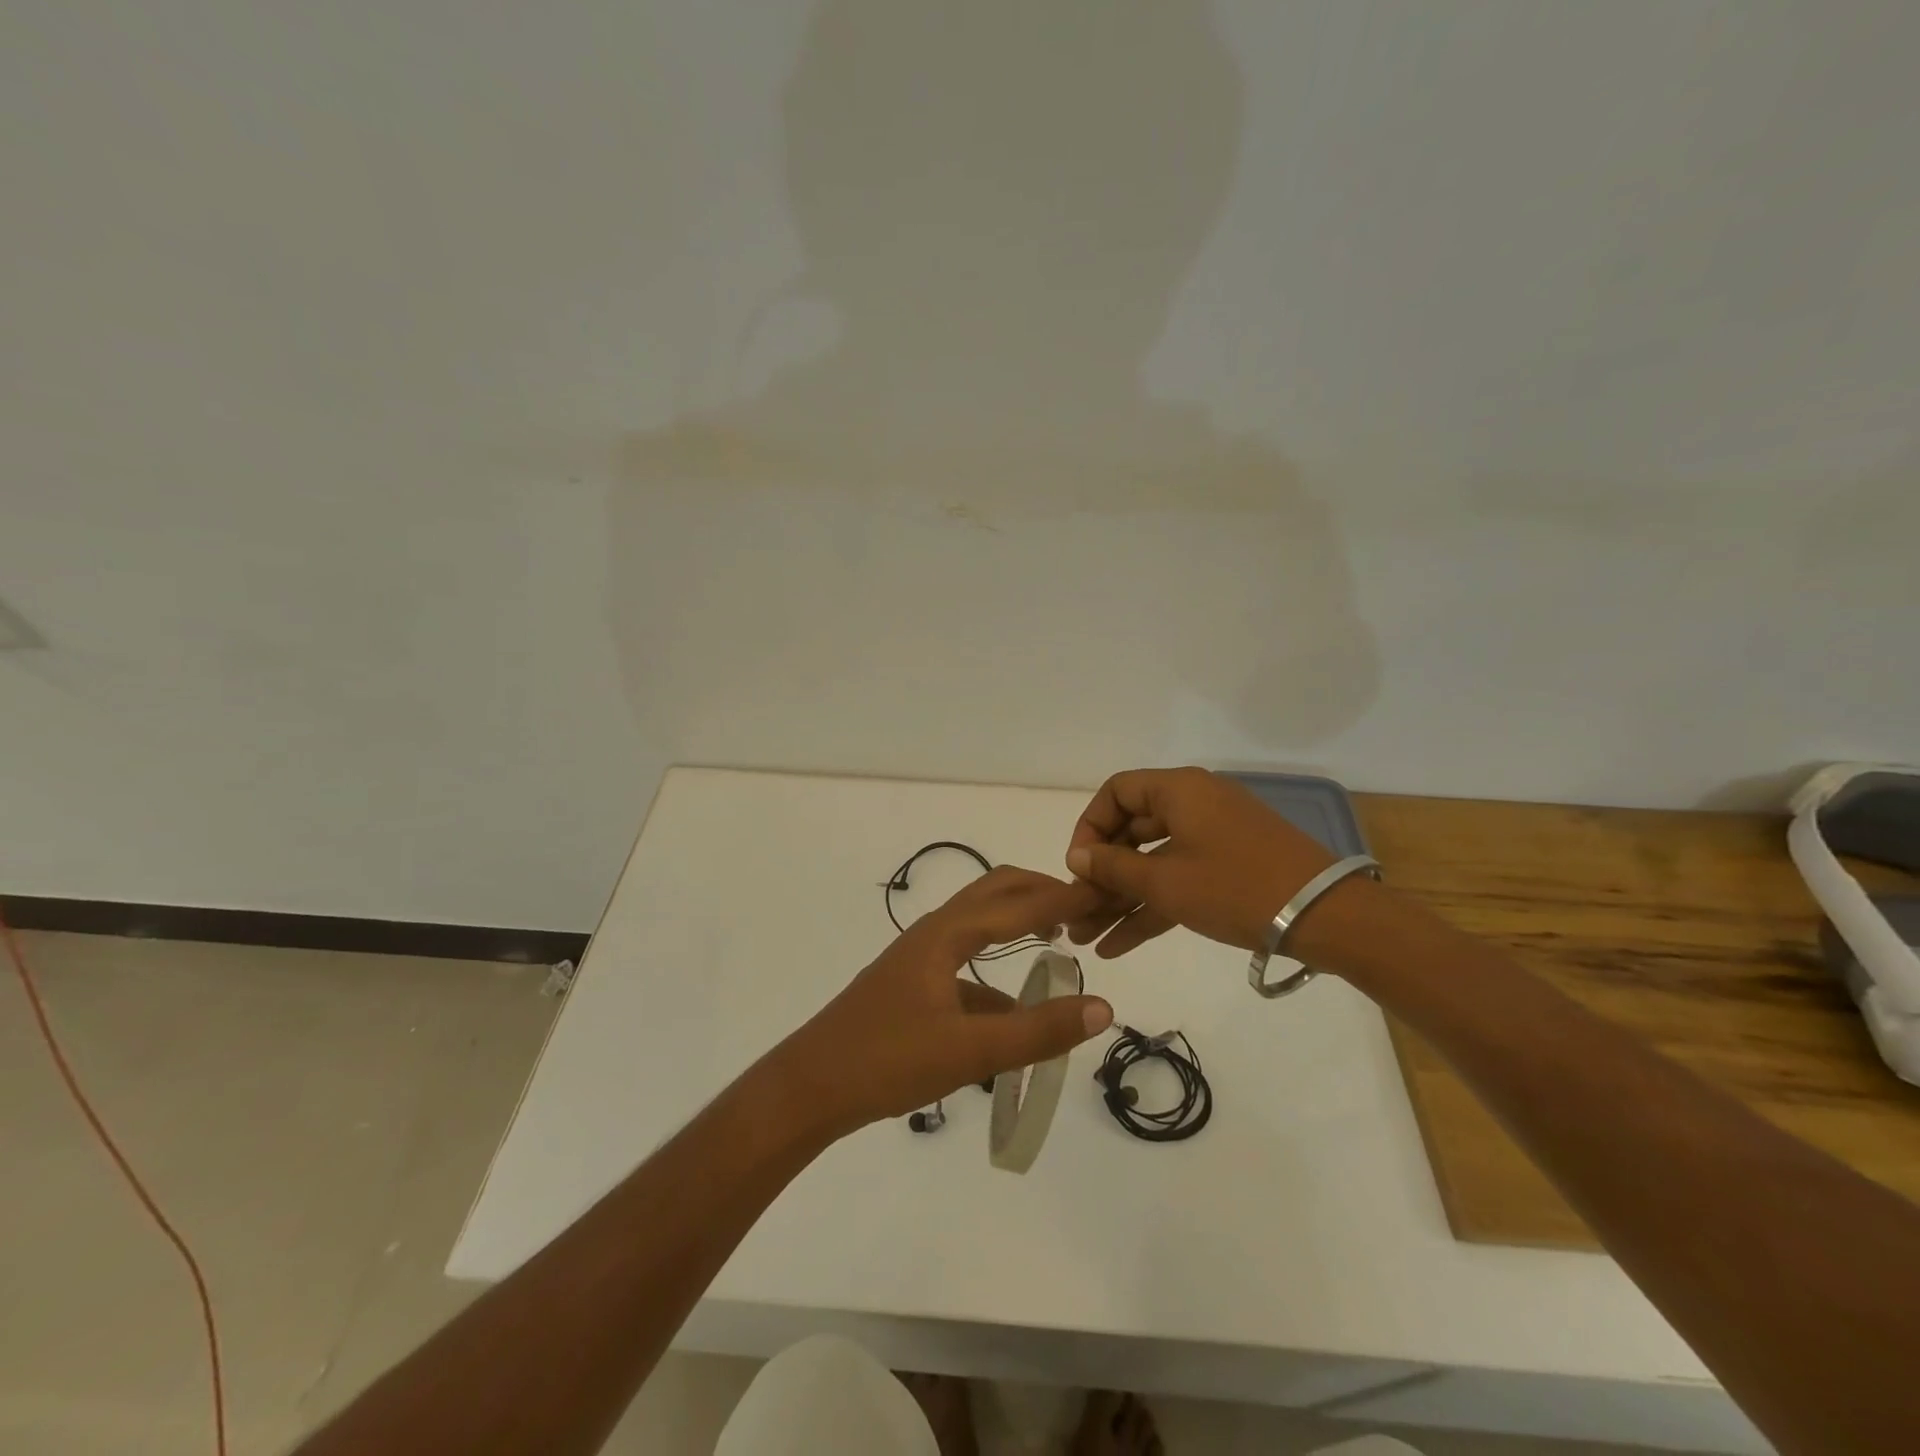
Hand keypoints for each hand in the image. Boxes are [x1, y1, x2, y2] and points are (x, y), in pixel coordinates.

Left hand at [768, 867, 1114, 1137]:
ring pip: (978, 927)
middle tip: (1084, 907)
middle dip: (1039, 893)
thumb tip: (1102, 1007)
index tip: (1103, 893)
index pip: (1017, 904)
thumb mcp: (970, 1052)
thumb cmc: (887, 1060)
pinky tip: (1012, 1008)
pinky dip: (995, 973)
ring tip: (1058, 943)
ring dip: (1017, 924)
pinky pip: (963, 964)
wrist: (810, 1086)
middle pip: (994, 894)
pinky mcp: (911, 986)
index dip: (1062, 898)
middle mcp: (932, 933)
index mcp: (946, 935)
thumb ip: (1037, 1031)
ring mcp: (918, 959)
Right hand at [1063, 767, 1338, 956]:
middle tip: (1075, 911)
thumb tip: (1077, 858)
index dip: (1089, 827)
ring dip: (1121, 899)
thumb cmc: (1235, 887)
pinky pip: (1178, 880)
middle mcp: (1193, 805)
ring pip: (1152, 863)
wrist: (1326, 917)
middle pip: (1132, 832)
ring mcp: (1212, 838)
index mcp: (1179, 790)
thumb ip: (1114, 868)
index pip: (1117, 793)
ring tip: (1086, 938)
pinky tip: (1118, 945)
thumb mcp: (1166, 881)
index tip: (1077, 866)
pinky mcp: (1228, 869)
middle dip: (1101, 876)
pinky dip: (1151, 907)